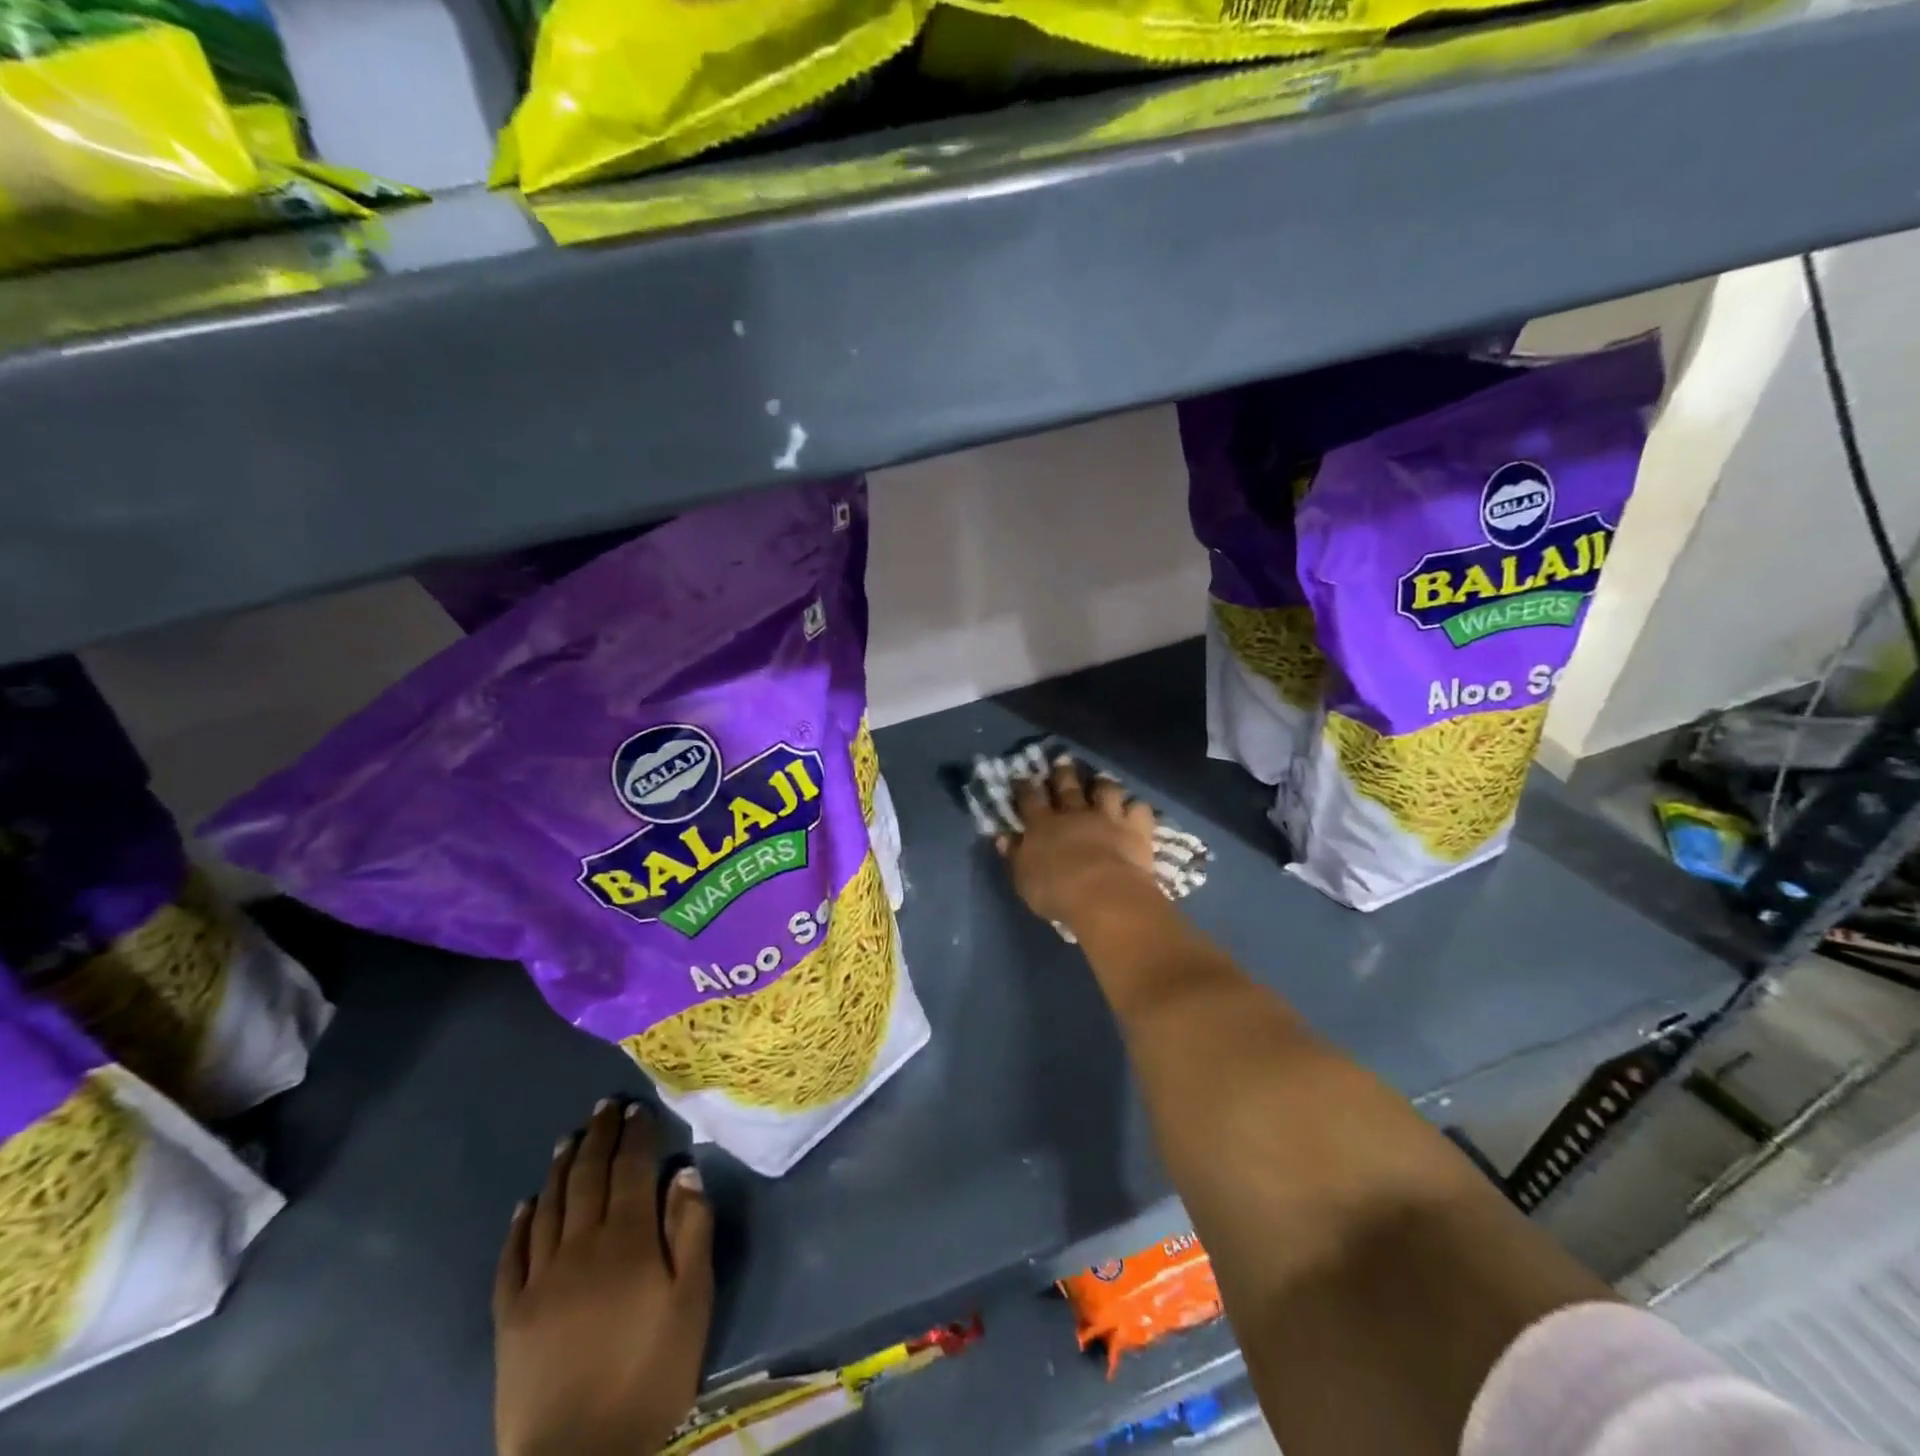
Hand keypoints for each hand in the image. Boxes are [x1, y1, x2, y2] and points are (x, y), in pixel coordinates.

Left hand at [494, 1099, 713, 1455]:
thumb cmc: (650, 1374)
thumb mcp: (691, 1302)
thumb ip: (691, 1231)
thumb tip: (684, 1172)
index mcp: (627, 1241)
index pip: (631, 1170)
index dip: (636, 1135)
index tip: (639, 1109)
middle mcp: (580, 1246)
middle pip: (588, 1177)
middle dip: (599, 1137)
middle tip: (605, 1107)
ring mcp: (540, 1279)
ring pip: (550, 1206)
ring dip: (562, 1167)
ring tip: (570, 1138)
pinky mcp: (510, 1314)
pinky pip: (513, 1255)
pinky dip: (521, 1222)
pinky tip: (527, 1203)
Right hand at [998, 756, 1159, 935]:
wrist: (1103, 896)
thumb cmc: (1056, 892)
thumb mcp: (1024, 878)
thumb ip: (1015, 855)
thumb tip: (1003, 837)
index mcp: (1042, 825)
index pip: (1029, 798)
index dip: (1024, 786)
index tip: (1021, 776)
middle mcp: (1074, 813)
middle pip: (1067, 786)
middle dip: (1063, 772)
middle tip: (1062, 761)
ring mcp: (1107, 817)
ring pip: (1106, 789)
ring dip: (1103, 783)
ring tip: (1102, 780)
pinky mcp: (1135, 828)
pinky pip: (1139, 808)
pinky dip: (1137, 807)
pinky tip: (1136, 809)